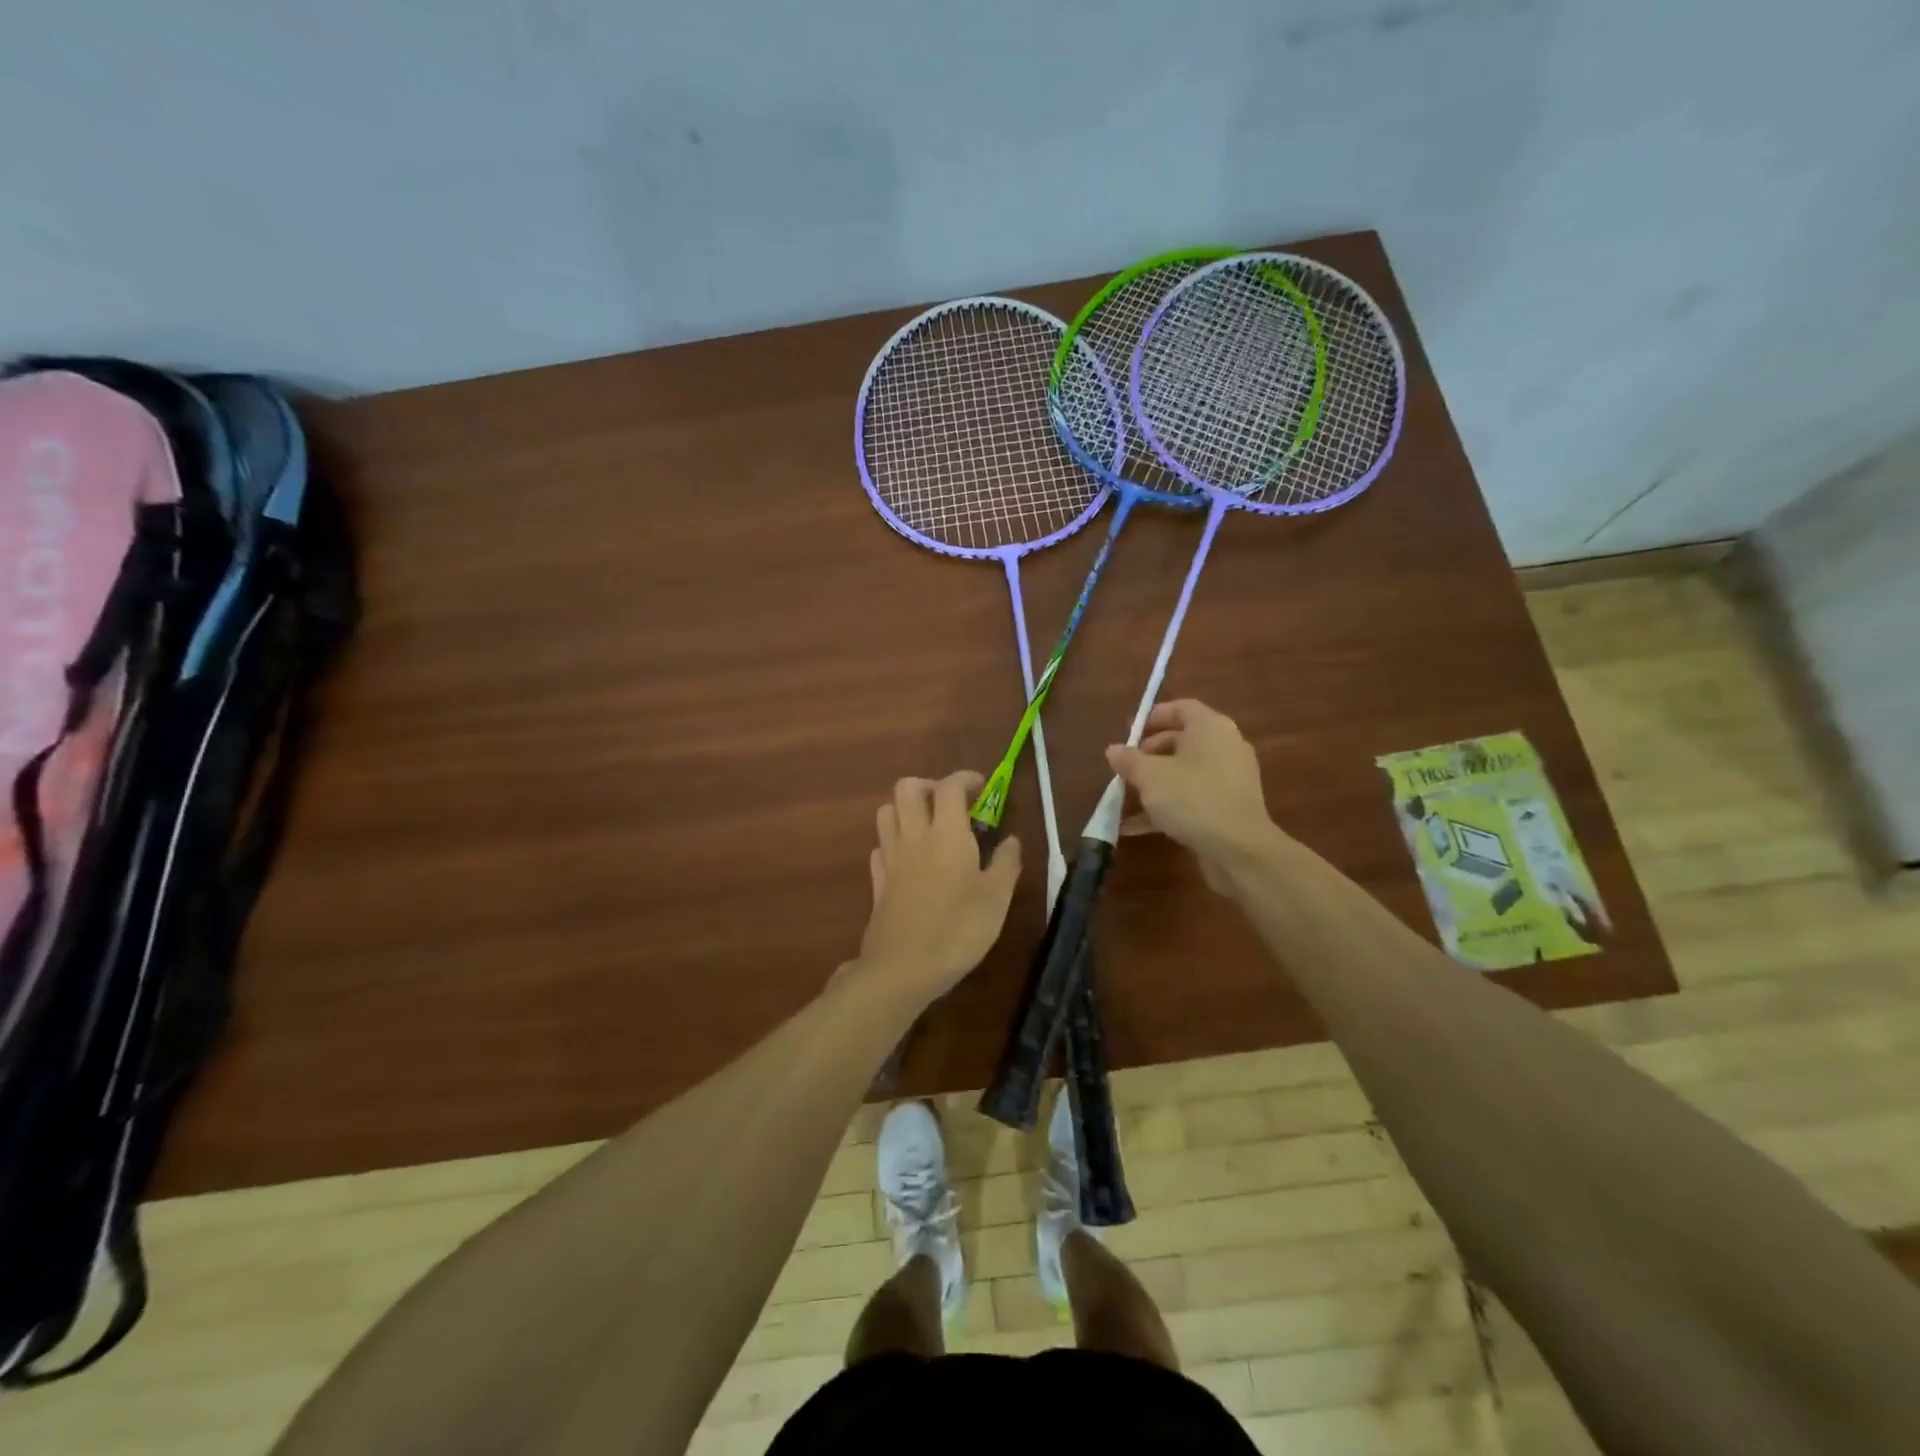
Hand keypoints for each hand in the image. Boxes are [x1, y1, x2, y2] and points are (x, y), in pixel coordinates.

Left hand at [852, 771, 1020, 1004]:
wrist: (903, 968)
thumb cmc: (958, 929)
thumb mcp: (997, 899)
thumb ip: (1006, 863)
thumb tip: (1011, 839)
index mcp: (947, 834)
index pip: (949, 787)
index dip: (965, 779)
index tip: (982, 787)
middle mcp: (914, 837)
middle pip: (907, 788)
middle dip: (929, 785)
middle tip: (952, 803)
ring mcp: (891, 858)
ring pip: (887, 812)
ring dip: (906, 809)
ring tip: (929, 827)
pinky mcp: (878, 882)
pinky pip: (880, 847)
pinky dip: (893, 842)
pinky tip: (909, 859)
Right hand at [1105, 700, 1282, 891]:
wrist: (1238, 849)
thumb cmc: (1192, 798)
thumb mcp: (1149, 776)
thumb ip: (1129, 760)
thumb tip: (1113, 750)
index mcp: (1210, 728)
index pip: (1181, 708)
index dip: (1152, 717)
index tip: (1128, 733)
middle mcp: (1225, 747)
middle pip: (1182, 740)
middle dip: (1149, 753)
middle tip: (1126, 768)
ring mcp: (1230, 779)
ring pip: (1186, 772)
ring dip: (1155, 783)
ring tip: (1126, 798)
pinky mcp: (1229, 807)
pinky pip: (1193, 797)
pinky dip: (1168, 806)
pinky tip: (1137, 827)